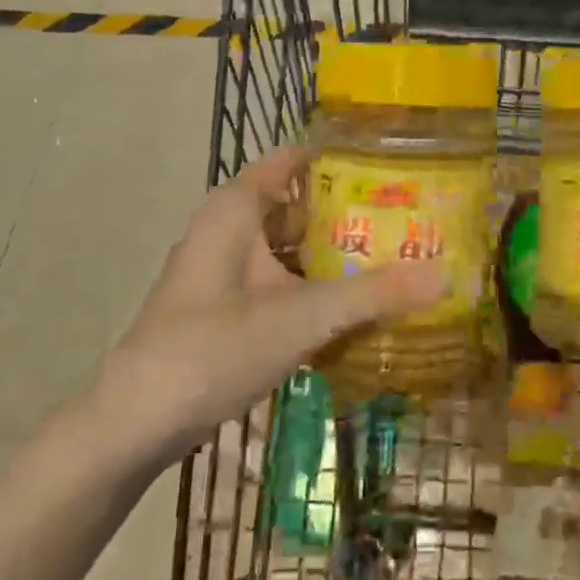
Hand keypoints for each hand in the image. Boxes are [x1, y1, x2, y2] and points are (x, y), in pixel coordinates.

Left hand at [100, 147, 443, 444]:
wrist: (133, 424)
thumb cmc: (213, 347)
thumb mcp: (302, 317)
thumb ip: (373, 294)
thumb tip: (445, 273)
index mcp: (238, 207)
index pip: (296, 158)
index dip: (341, 155)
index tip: (393, 160)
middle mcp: (231, 228)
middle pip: (300, 204)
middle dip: (350, 211)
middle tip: (410, 215)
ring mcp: (226, 269)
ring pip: (291, 247)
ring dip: (334, 253)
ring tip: (394, 256)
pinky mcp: (226, 305)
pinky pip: (280, 280)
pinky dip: (314, 285)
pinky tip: (354, 304)